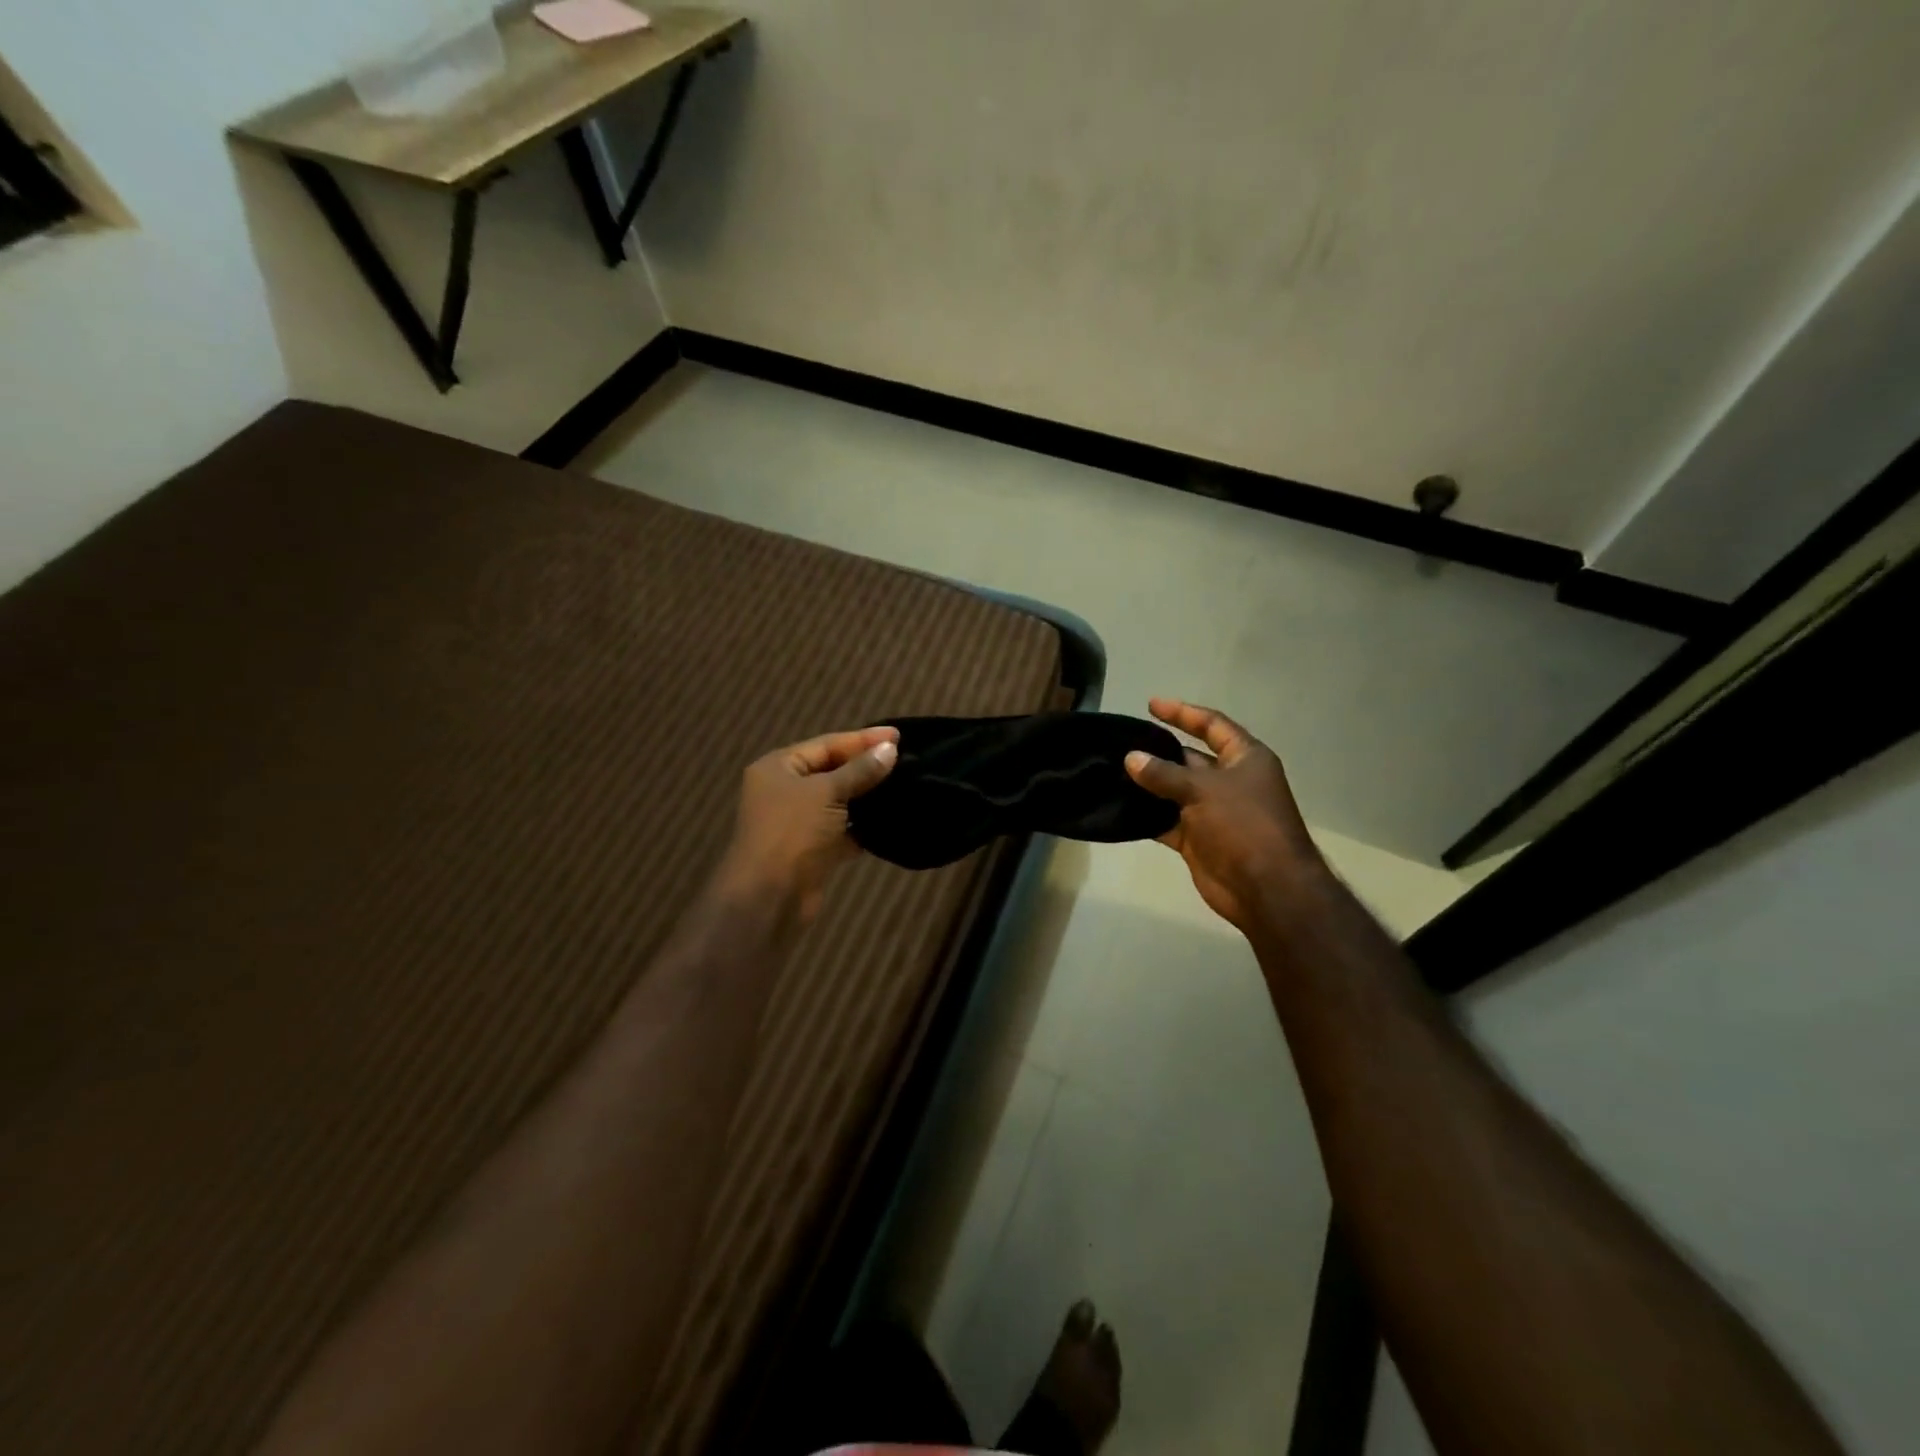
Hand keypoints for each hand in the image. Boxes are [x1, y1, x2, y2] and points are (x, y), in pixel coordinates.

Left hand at [717, 726, 899, 920]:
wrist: (770, 898)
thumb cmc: (792, 832)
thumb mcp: (826, 793)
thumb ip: (860, 770)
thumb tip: (890, 749)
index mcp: (778, 767)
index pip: (826, 744)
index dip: (862, 739)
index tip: (898, 735)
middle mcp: (785, 791)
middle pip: (832, 770)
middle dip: (866, 765)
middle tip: (905, 758)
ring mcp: (799, 822)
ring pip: (839, 801)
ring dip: (867, 796)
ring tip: (905, 785)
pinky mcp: (814, 850)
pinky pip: (844, 830)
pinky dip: (864, 826)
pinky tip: (892, 819)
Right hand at [1124, 699, 1322, 934]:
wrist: (1266, 888)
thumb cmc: (1243, 825)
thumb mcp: (1203, 790)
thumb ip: (1164, 773)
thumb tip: (1131, 758)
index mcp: (1245, 759)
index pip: (1212, 725)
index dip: (1182, 713)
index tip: (1151, 704)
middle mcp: (1230, 781)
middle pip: (1190, 758)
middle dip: (1159, 751)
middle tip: (1122, 743)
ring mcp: (1213, 812)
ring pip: (1175, 791)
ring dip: (1148, 785)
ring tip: (1112, 772)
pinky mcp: (1198, 839)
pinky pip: (1167, 821)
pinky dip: (1147, 816)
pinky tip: (1120, 808)